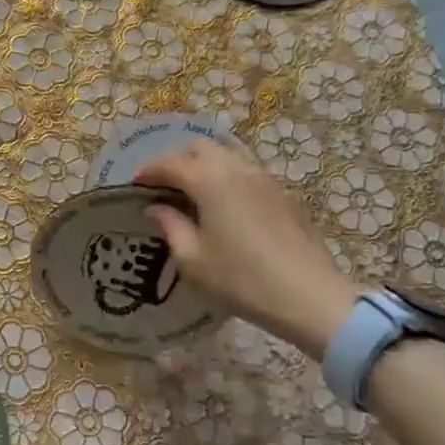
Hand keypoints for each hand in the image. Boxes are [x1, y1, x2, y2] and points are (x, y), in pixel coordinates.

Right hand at [134, 140, 361, 358]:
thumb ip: (171, 227)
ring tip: (194, 191)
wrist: (309, 297)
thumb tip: (157, 208)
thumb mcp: (193, 260)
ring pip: (228, 155)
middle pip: (201, 147)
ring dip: (206, 165)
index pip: (170, 163)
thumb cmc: (241, 280)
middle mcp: (237, 169)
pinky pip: (248, 171)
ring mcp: (265, 179)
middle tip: (164, 185)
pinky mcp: (284, 194)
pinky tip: (225, 204)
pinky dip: (228, 176)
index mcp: (209, 180)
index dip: (149, 171)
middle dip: (178, 159)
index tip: (135, 184)